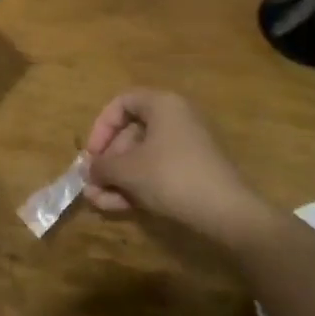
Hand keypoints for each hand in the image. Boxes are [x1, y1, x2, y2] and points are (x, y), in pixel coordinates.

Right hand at [82, 89, 268, 245]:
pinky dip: (138, 185)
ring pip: (143, 156)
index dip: (101, 127)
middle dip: (108, 161)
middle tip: (93, 184)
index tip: (91, 154)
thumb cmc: (171, 176)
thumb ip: (102, 166)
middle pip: (131, 133)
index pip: (122, 103)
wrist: (227, 212)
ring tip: (99, 202)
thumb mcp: (128, 170)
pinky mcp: (194, 171)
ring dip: (118, 178)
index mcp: (163, 104)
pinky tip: (119, 207)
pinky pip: (158, 171)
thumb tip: (87, 170)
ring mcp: (187, 146)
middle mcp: (176, 118)